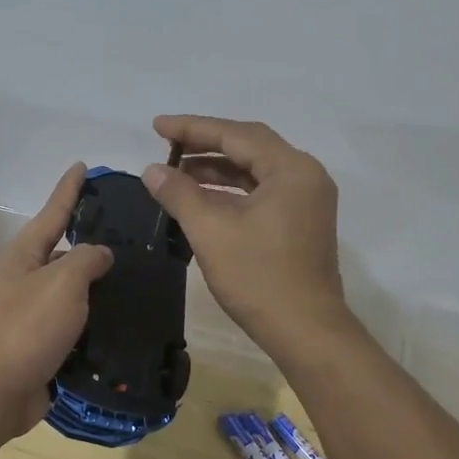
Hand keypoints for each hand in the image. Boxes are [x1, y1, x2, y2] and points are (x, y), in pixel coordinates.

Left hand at [0, 164, 113, 434]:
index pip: (53, 212)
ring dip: (97, 284)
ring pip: (71, 290)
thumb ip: (85, 259)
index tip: (82, 166)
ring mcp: (31, 314)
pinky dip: (95, 319)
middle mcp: (25, 279)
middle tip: (128, 231)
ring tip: (135, 275)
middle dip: (90, 239)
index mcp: (23, 255)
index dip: (69, 189)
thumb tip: (99, 253)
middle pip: (62, 251)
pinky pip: (75, 323)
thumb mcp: (62, 282)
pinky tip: (123, 319)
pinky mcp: (42, 344)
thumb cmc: (28, 328)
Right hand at [144, 115, 349, 355]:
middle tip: (165, 144)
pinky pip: (261, 191)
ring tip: (176, 172)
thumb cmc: (259, 278)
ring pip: (255, 170)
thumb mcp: (211, 231)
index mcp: (291, 169)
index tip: (156, 126)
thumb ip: (179, 193)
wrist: (306, 332)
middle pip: (248, 146)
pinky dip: (231, 190)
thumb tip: (151, 169)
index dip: (192, 128)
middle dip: (205, 144)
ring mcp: (306, 200)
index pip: (235, 134)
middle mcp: (305, 175)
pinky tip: (201, 198)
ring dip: (216, 169)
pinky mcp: (301, 221)